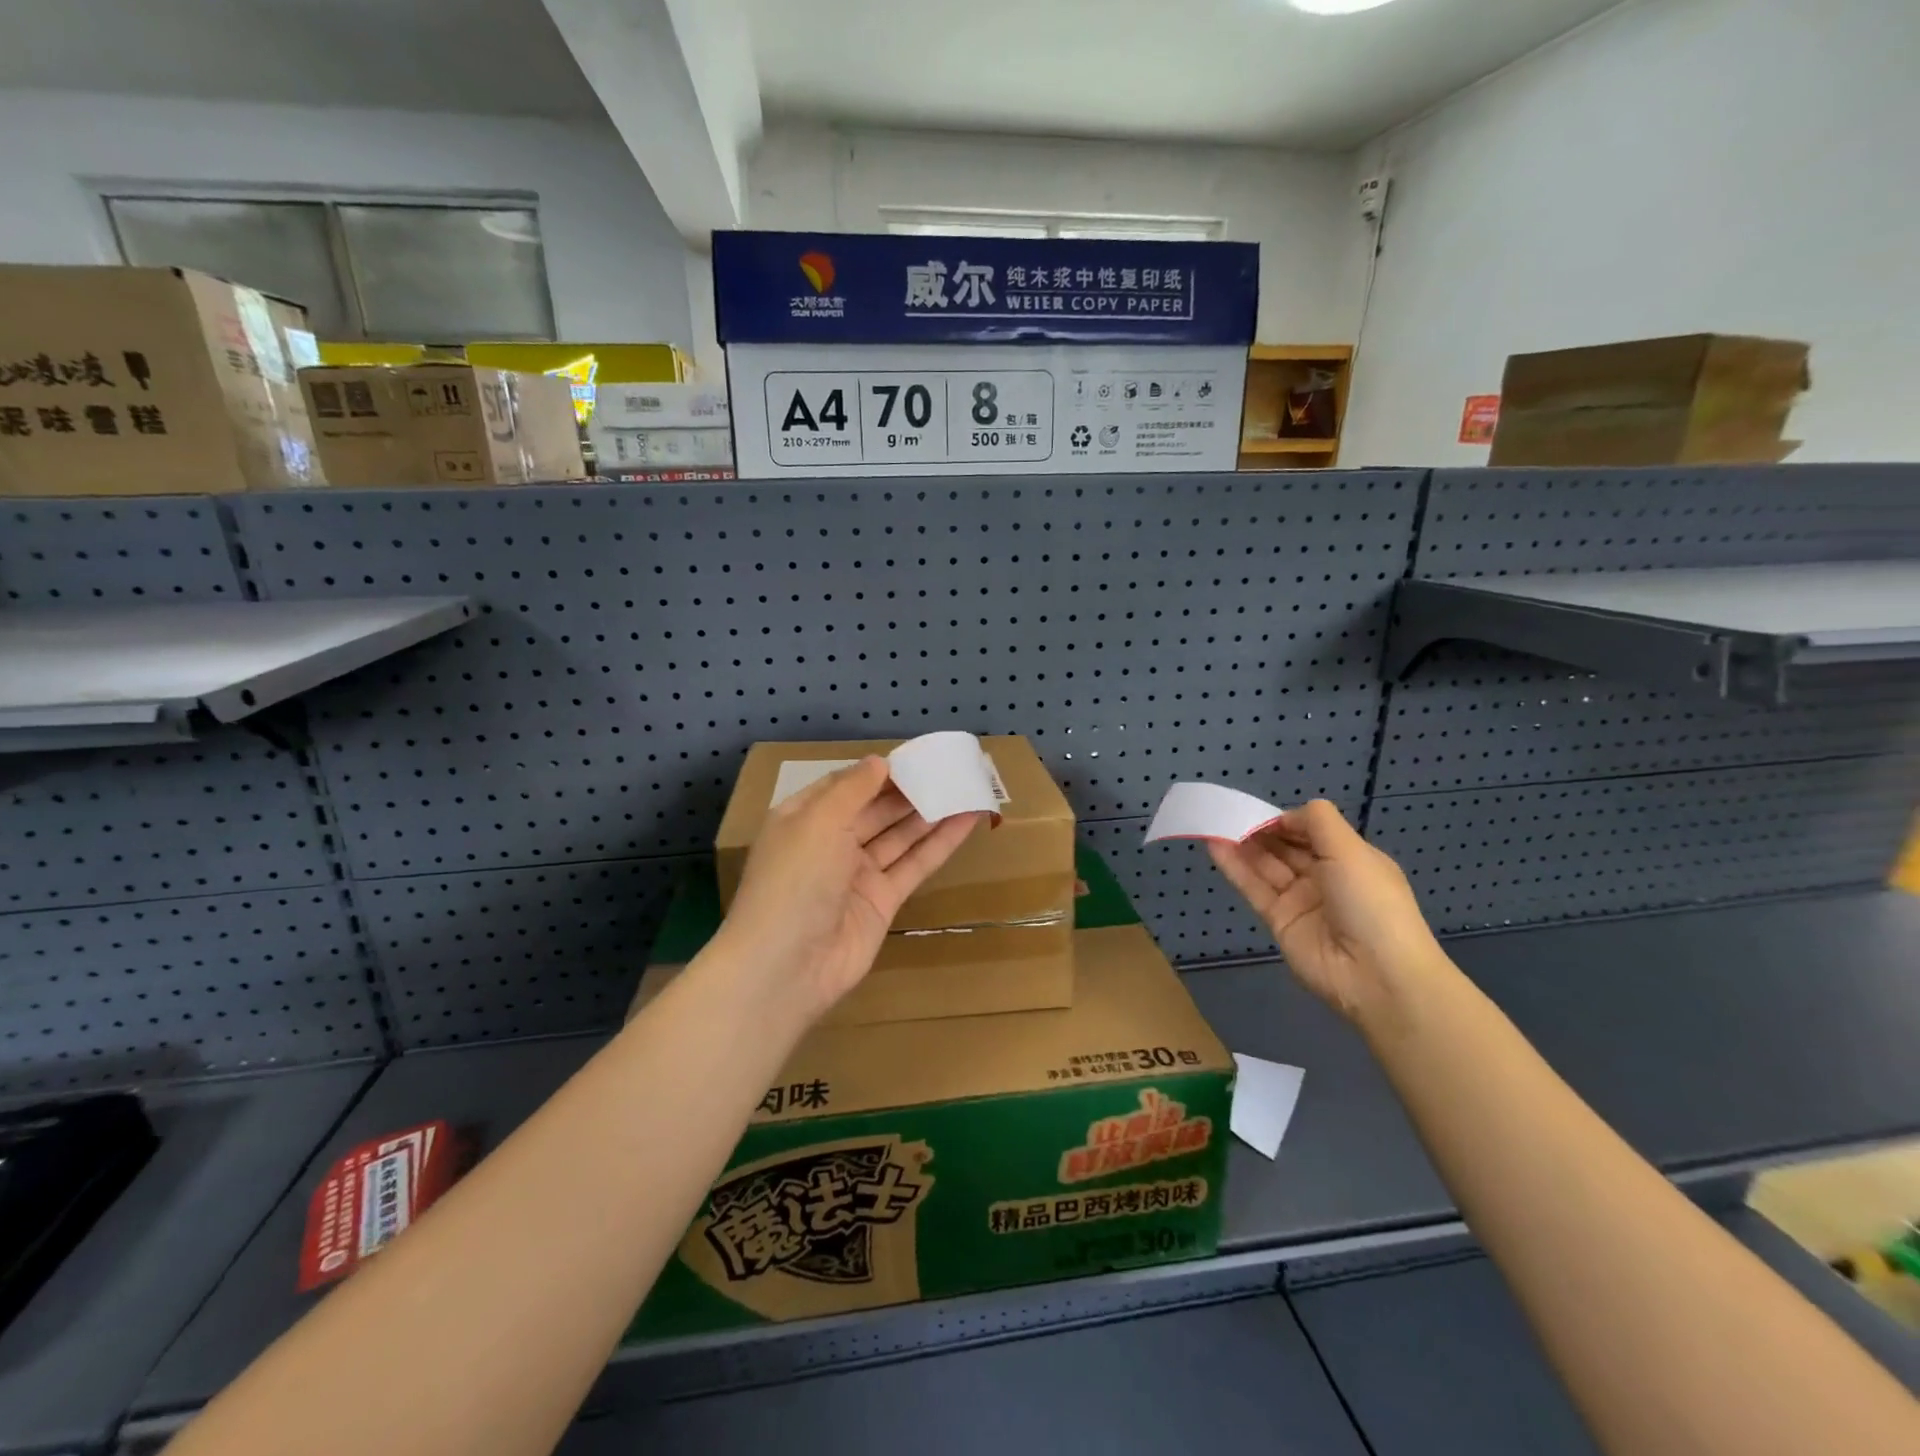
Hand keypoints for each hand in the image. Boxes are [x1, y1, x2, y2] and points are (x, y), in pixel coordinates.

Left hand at [715, 757, 984, 1023]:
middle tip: (950, 768)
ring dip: (931, 813)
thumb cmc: (794, 881)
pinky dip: (941, 842)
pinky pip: (915, 864)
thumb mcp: (818, 821)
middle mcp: (830, 844)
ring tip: (967, 786)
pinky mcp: (883, 901)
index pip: (845, 786)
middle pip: (876, 809)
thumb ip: (853, 789)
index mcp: (804, 819)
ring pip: (900, 835)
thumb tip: (879, 762)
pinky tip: (967, 820)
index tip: (915, 756)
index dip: (878, 771)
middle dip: (910, 789)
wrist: (787, 967)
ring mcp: (858, 875)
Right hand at [1207, 799, 1443, 1027]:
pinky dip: (1234, 867)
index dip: (1285, 820)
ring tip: (1214, 824)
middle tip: (1228, 815)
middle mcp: (1325, 877)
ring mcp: (1300, 900)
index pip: (1310, 831)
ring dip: (1242, 846)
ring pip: (1266, 866)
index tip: (1258, 812)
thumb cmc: (1371, 902)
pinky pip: (1254, 888)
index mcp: (1349, 858)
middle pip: (1285, 847)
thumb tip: (1286, 814)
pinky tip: (1215, 846)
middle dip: (1259, 831)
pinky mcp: (1279, 920)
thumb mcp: (1351, 851)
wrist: (1377, 974)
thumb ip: (1317, 822)